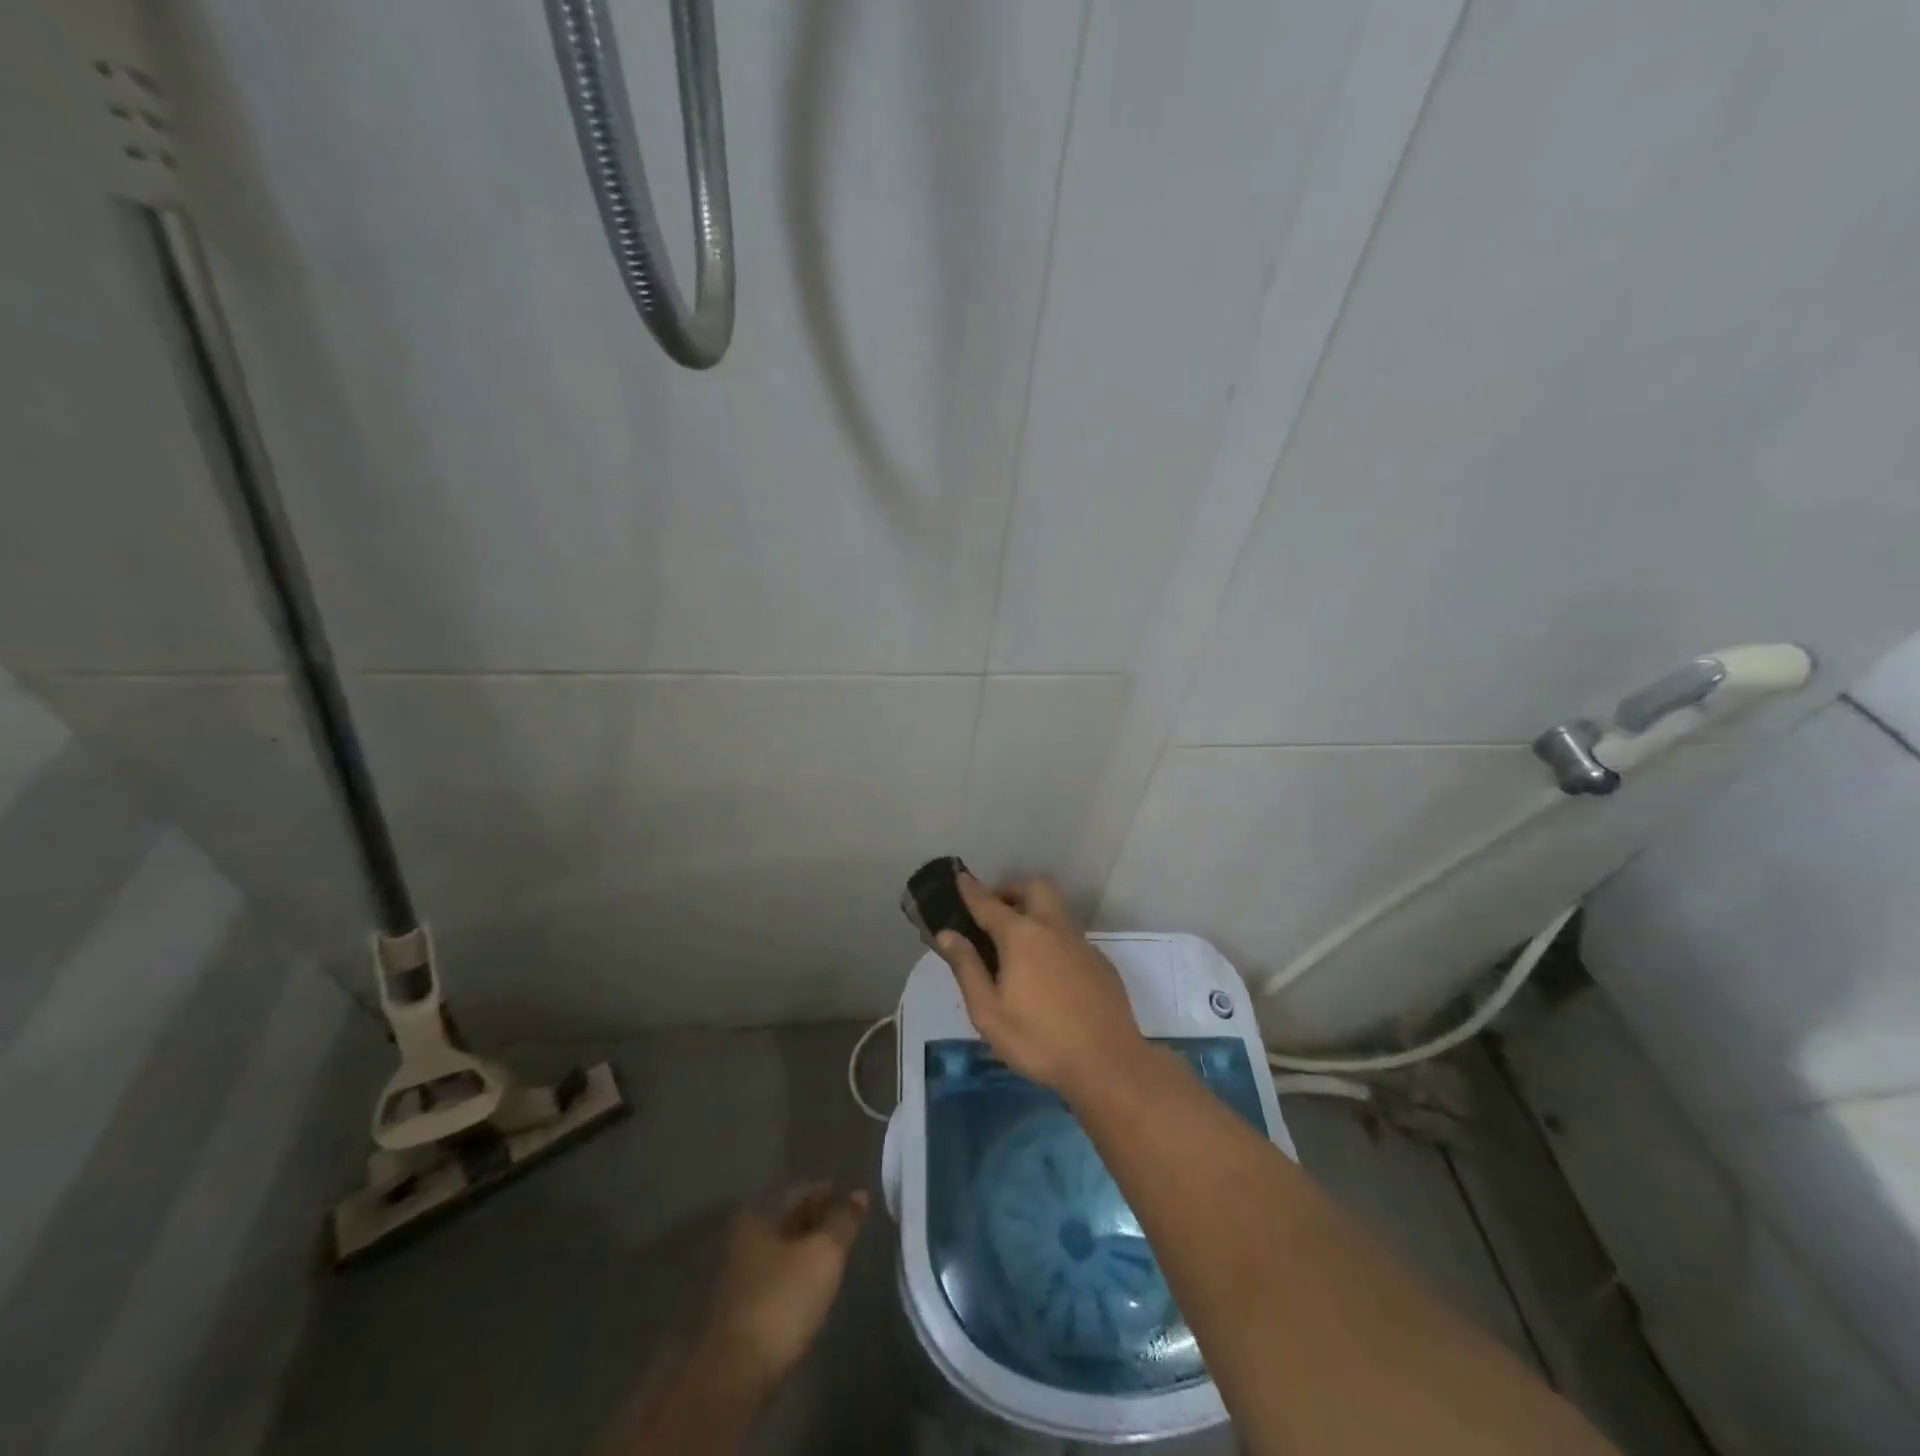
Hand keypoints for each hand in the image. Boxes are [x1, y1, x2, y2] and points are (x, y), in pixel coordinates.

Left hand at [692, 1181, 868, 1394]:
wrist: (731, 1377)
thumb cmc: (781, 1301)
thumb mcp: (823, 1255)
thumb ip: (843, 1222)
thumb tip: (859, 1194)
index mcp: (756, 1216)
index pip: (797, 1192)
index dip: (824, 1191)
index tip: (847, 1195)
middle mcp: (739, 1240)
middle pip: (783, 1220)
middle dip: (813, 1219)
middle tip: (842, 1224)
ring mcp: (732, 1279)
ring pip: (776, 1251)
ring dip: (801, 1249)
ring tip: (830, 1255)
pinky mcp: (734, 1314)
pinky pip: (770, 1280)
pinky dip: (790, 1276)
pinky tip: (807, 1288)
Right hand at [935, 875, 1147, 1097]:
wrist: (1108, 1063)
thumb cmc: (1039, 1040)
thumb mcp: (988, 1012)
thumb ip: (967, 968)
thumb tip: (947, 934)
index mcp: (1022, 936)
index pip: (989, 903)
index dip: (971, 889)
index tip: (960, 876)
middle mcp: (1054, 928)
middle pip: (1034, 887)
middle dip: (1012, 889)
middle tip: (994, 911)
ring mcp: (1082, 943)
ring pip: (1057, 909)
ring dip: (1035, 911)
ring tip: (1017, 943)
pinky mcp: (1100, 962)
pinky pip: (1071, 936)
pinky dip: (1053, 938)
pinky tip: (1048, 971)